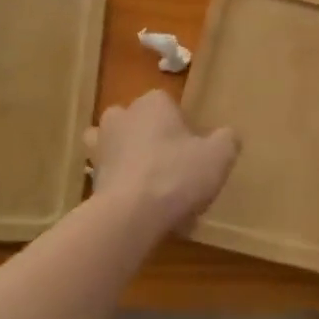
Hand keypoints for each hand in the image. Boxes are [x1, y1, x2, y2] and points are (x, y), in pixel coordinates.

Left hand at [86, 90, 237, 235]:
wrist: (129, 216)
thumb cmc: (176, 174)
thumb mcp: (218, 156)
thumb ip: (227, 140)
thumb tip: (227, 136)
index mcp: (152, 103)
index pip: (168, 104)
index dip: (182, 126)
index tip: (194, 149)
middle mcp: (121, 117)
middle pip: (138, 122)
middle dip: (151, 139)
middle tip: (174, 166)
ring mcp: (100, 148)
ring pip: (118, 148)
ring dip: (130, 160)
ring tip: (153, 186)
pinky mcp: (90, 178)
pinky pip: (111, 178)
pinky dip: (123, 188)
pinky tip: (143, 209)